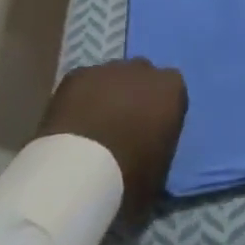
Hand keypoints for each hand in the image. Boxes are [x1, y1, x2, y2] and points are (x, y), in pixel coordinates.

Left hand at [36, 58, 188, 223]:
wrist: (79, 171)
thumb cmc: (129, 175)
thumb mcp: (158, 174)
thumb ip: (158, 154)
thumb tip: (149, 163)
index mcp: (171, 89)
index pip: (172, 93)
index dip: (160, 113)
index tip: (150, 134)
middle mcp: (143, 69)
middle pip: (142, 78)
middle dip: (135, 97)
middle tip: (121, 129)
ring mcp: (108, 69)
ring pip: (112, 78)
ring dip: (107, 96)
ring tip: (93, 129)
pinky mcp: (76, 75)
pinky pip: (83, 84)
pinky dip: (80, 99)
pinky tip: (72, 125)